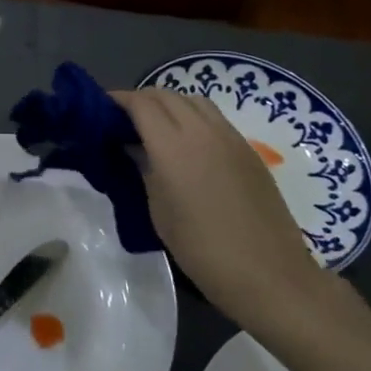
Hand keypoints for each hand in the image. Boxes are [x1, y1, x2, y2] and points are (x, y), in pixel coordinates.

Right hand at [111, 88, 332, 331]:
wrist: (269, 275)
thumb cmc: (202, 249)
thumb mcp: (159, 210)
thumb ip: (143, 169)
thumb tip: (132, 146)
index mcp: (173, 146)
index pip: (141, 103)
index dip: (118, 100)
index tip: (101, 108)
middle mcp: (202, 130)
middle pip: (166, 95)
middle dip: (141, 99)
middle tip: (123, 119)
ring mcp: (230, 137)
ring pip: (193, 100)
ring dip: (169, 104)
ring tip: (155, 126)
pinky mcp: (248, 149)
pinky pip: (214, 117)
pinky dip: (192, 116)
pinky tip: (187, 142)